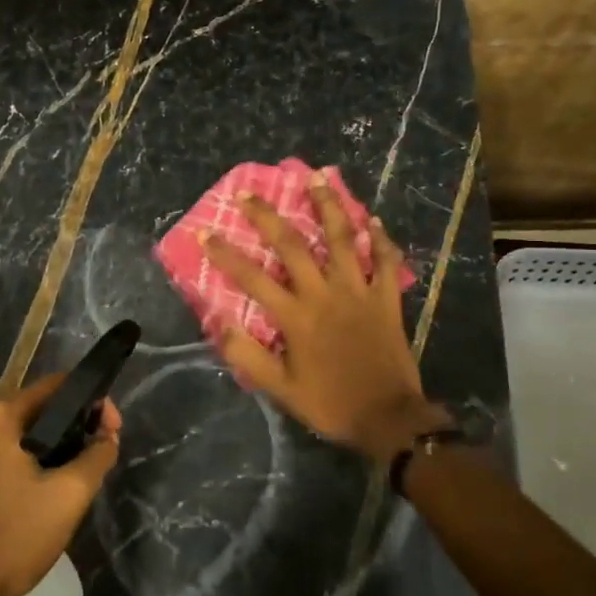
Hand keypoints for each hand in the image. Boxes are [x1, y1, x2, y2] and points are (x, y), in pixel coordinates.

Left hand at [0, 375, 120, 595]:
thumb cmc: (14, 536)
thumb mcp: (69, 495)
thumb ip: (97, 456)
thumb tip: (108, 435)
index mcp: (1, 417)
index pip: (57, 386)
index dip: (92, 401)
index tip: (113, 430)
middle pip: (41, 409)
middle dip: (77, 424)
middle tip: (103, 450)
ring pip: (27, 435)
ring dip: (58, 446)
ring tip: (84, 471)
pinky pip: (11, 456)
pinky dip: (37, 462)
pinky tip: (52, 489)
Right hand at [202, 174, 448, 461]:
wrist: (389, 418)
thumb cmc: (331, 404)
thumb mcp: (281, 390)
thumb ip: (248, 356)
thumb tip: (220, 323)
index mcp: (296, 317)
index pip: (252, 278)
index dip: (226, 254)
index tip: (206, 232)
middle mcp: (325, 294)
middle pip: (292, 245)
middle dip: (267, 217)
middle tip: (248, 193)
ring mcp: (359, 292)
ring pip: (343, 239)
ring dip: (328, 206)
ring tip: (317, 178)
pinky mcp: (387, 299)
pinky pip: (386, 261)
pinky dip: (381, 238)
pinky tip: (372, 218)